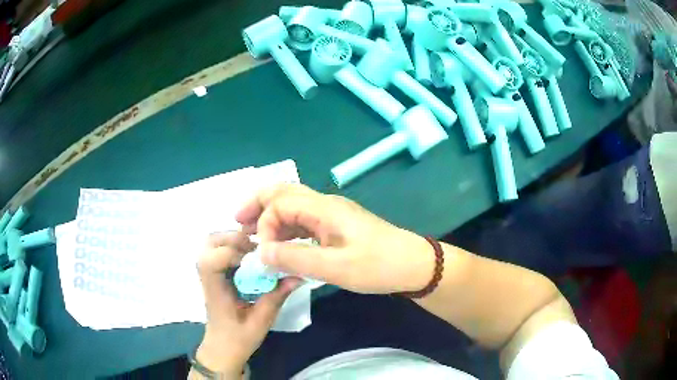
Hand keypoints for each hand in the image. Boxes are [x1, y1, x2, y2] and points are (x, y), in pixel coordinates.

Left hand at [194, 232, 300, 376]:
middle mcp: (208, 275)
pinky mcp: (215, 274)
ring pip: (214, 242)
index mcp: (215, 288)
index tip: (258, 261)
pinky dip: (235, 247)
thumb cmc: (238, 339)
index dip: (235, 253)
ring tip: (256, 252)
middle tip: (258, 249)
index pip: (214, 259)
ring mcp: (209, 273)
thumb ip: (276, 297)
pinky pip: (220, 250)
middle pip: (211, 242)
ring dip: (235, 241)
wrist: (222, 348)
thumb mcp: (261, 321)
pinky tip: (252, 259)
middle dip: (235, 239)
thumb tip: (298, 275)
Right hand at [235, 184, 433, 293]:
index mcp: (324, 208)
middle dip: (258, 205)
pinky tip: (280, 244)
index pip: (280, 203)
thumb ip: (295, 259)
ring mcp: (331, 214)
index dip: (264, 224)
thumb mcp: (335, 268)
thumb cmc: (378, 266)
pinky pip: (303, 221)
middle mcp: (325, 204)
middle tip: (238, 222)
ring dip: (270, 217)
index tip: (263, 252)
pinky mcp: (336, 226)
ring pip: (292, 206)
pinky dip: (286, 229)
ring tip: (252, 234)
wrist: (413, 265)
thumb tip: (260, 252)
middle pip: (283, 193)